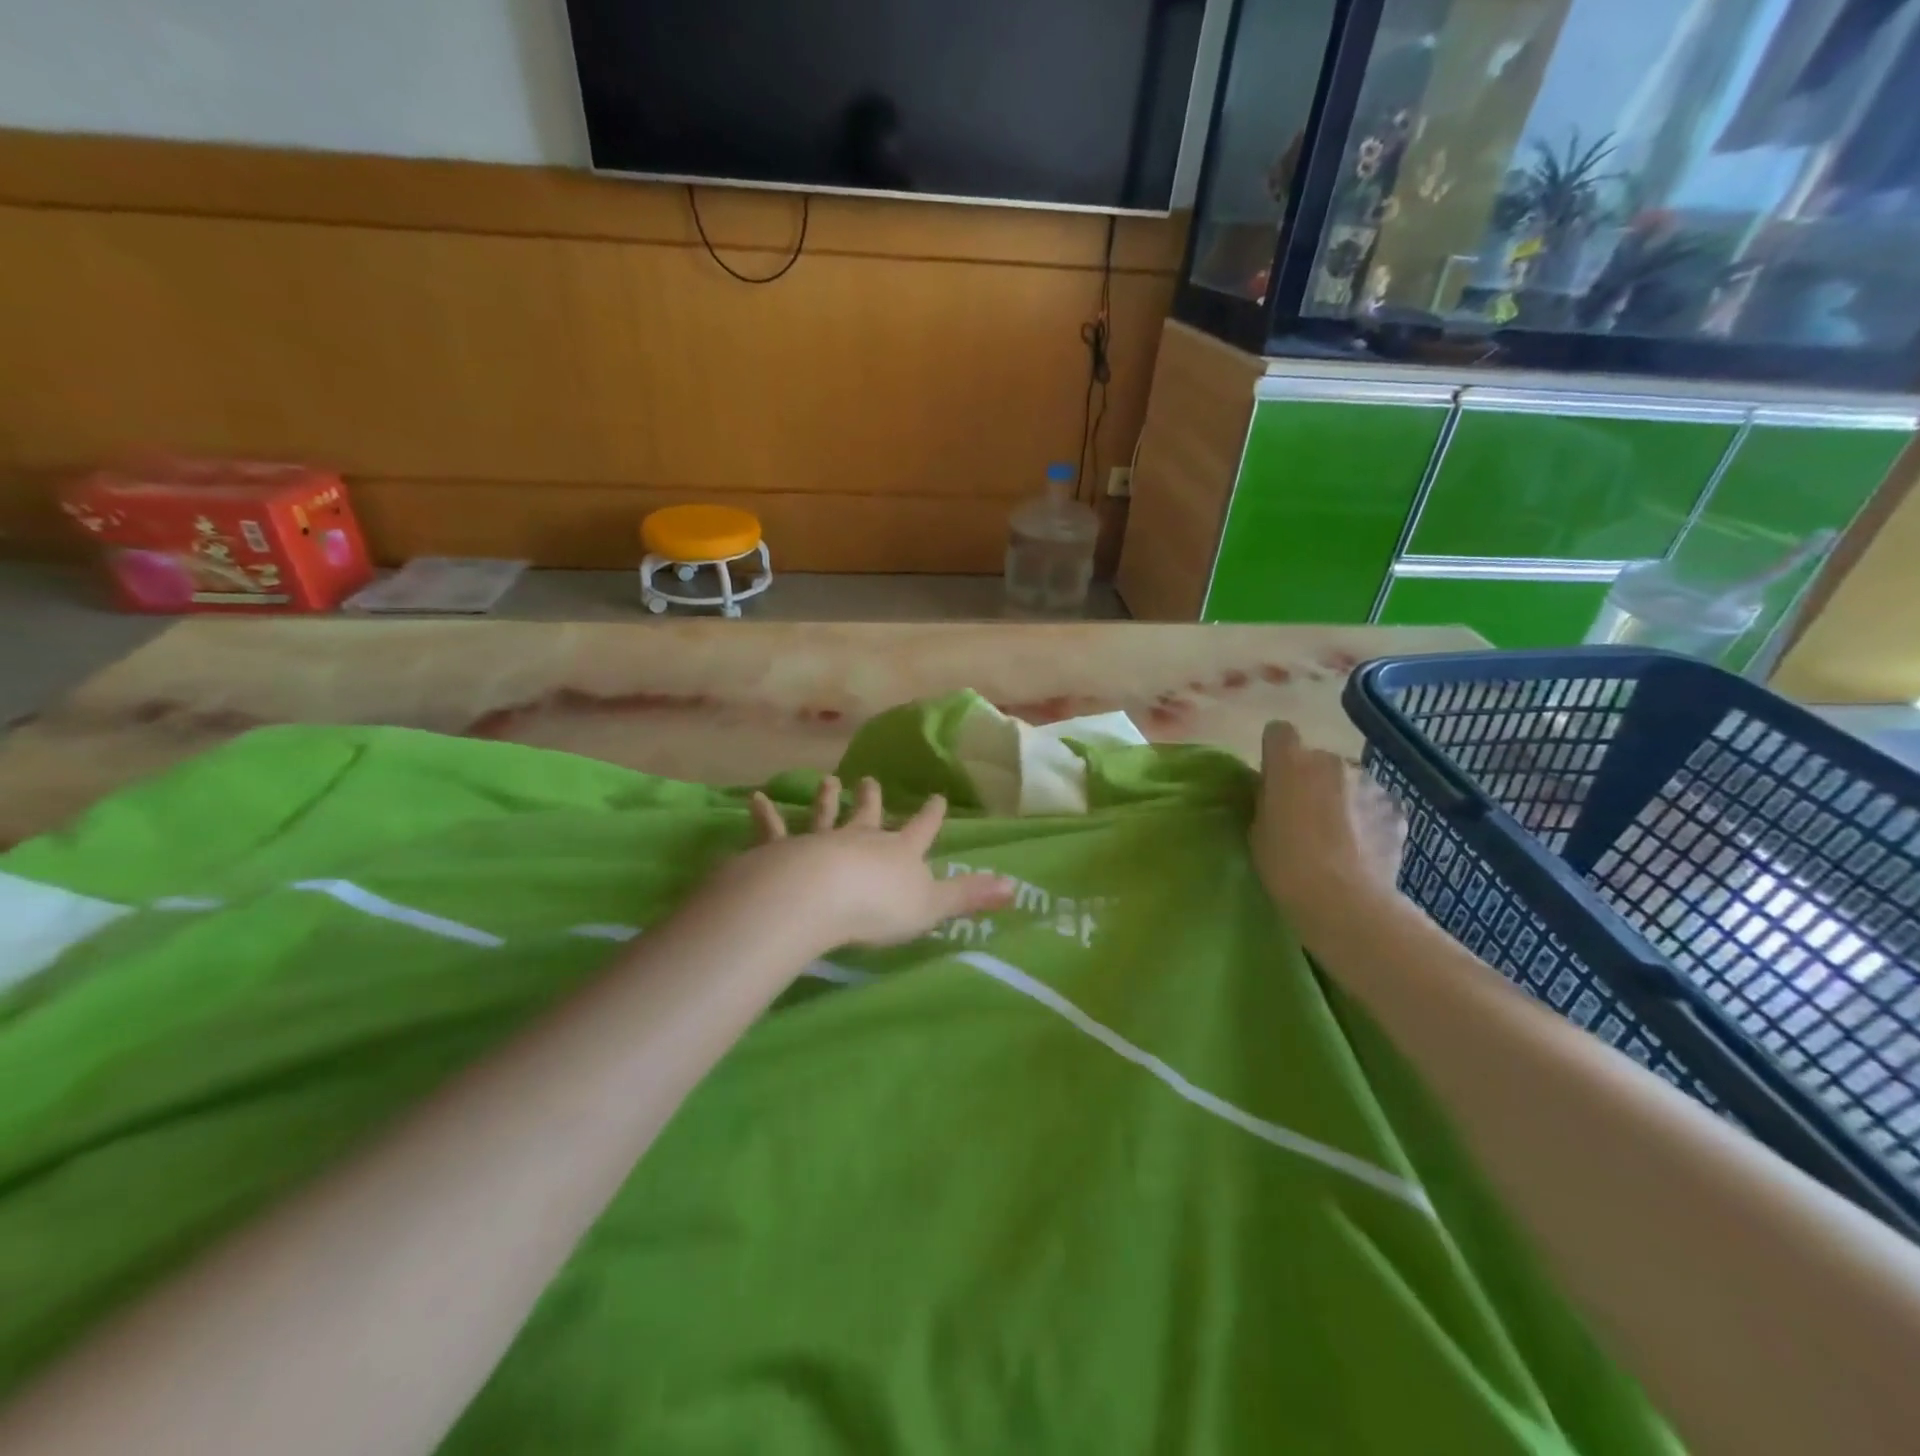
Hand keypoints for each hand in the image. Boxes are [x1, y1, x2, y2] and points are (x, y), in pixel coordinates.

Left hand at [715, 776, 1012, 952]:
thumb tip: (1014, 886)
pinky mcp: (781, 849)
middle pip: (869, 815)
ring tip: (827, 781)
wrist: (818, 898)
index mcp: (899, 852)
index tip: (936, 797)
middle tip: (869, 780)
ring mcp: (820, 841)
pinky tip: (756, 799)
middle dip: (871, 799)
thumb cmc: (879, 907)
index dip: (930, 815)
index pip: (921, 829)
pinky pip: (772, 829)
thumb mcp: (932, 907)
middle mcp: (861, 839)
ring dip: (826, 799)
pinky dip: (764, 815)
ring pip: (825, 815)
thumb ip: (968, 896)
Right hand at [1251, 721, 1405, 933]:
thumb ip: (1266, 801)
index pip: (1279, 732)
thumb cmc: (1286, 864)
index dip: (1275, 752)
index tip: (1273, 778)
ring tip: (1340, 836)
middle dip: (1311, 779)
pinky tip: (1363, 848)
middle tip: (1305, 814)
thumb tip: (1275, 793)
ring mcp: (1369, 783)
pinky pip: (1375, 804)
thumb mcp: (1257, 830)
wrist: (1344, 899)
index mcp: (1290, 763)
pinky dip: (1368, 818)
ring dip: (1342, 798)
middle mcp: (1332, 761)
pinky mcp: (1396, 808)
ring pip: (1349, 781)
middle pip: (1317, 759)